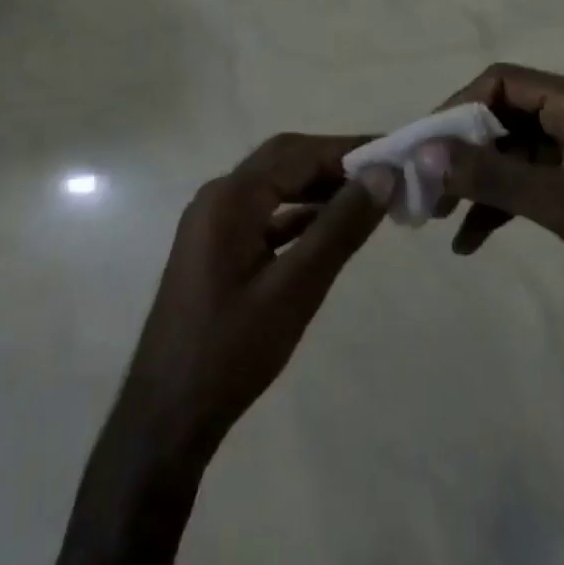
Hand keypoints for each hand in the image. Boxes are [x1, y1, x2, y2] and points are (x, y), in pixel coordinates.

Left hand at [108, 134, 394, 474]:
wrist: (167, 414)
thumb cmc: (231, 351)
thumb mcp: (295, 289)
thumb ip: (339, 228)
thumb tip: (382, 175)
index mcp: (231, 198)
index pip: (300, 154)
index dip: (350, 150)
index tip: (396, 154)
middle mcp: (219, 196)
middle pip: (285, 160)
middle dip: (335, 162)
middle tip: (385, 174)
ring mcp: (214, 221)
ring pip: (276, 185)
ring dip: (319, 186)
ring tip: (368, 197)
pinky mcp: (217, 246)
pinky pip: (265, 213)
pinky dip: (299, 213)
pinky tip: (329, 227)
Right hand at [423, 65, 563, 351]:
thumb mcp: (563, 205)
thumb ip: (492, 177)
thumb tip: (424, 153)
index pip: (503, 83)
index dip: (459, 107)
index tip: (425, 145)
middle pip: (500, 117)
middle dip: (460, 149)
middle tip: (423, 183)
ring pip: (506, 154)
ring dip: (472, 180)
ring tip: (435, 214)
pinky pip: (521, 186)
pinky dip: (494, 207)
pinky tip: (467, 242)